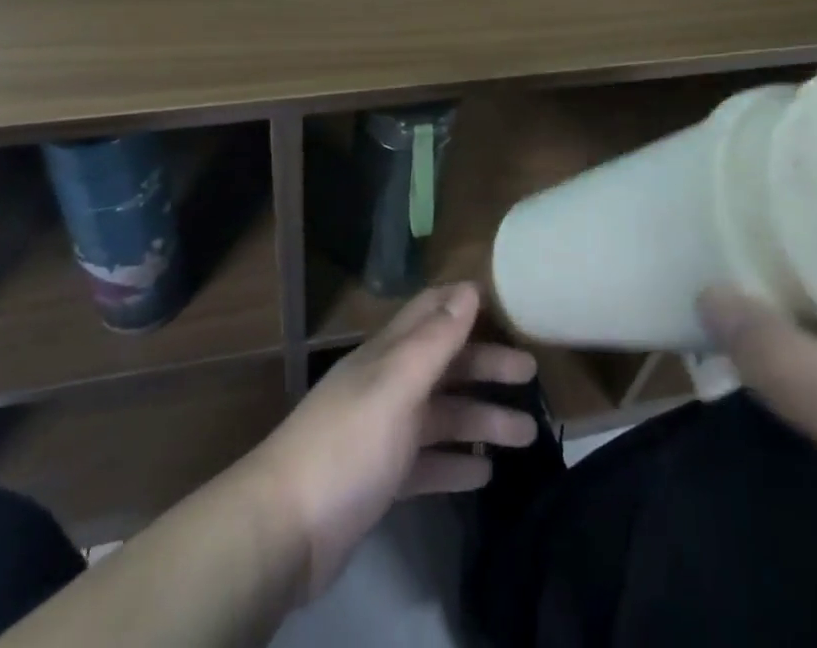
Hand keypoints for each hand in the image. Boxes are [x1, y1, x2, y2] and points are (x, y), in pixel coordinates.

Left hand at [249, 283, 537, 600]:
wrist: (284, 529)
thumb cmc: (348, 443)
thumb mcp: (397, 384)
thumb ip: (435, 339)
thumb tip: (469, 289)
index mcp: (388, 355)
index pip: (430, 312)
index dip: (465, 304)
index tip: (506, 303)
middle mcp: (387, 385)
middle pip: (445, 365)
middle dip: (486, 365)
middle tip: (532, 374)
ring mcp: (383, 434)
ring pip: (442, 416)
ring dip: (481, 419)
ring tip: (526, 435)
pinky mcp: (380, 480)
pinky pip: (428, 463)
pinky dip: (455, 464)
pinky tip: (484, 475)